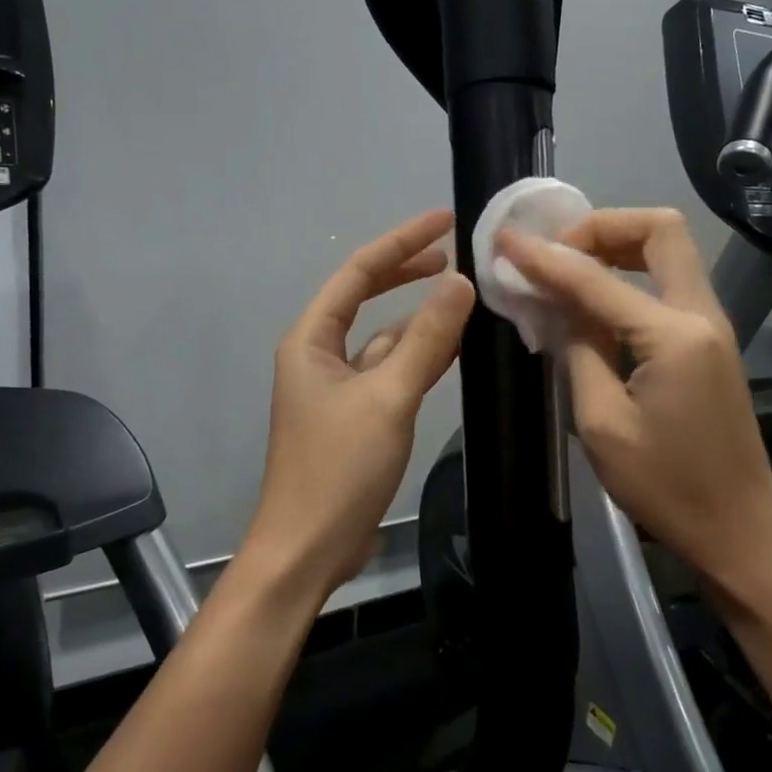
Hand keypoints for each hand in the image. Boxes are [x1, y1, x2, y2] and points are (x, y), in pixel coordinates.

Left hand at [241, 209, 474, 605]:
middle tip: (455, 255)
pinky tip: (452, 349)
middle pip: (365, 297)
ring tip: (463, 297)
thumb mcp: (387, 398)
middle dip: (405, 272)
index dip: (401, 242)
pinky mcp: (354, 416)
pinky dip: (418, 357)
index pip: (358, 272)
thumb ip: (425, 340)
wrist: (308, 549)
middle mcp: (319, 354)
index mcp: (312, 339)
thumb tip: (460, 282)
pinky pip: (389, 371)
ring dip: (417, 318)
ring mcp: (337, 388)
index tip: (444, 222)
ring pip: (382, 337)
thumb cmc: (338, 469)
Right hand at [497, 209, 771, 603]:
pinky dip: (628, 276)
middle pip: (660, 230)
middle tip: (555, 254)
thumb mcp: (602, 425)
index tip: (505, 240)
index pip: (596, 278)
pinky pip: (667, 283)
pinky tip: (592, 303)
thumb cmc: (666, 489)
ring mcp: (711, 326)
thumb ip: (579, 352)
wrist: (737, 531)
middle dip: (601, 227)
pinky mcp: (708, 342)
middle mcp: (701, 315)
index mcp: (674, 336)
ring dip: (615, 247)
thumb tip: (559, 306)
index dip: (545, 256)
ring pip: (668, 251)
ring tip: (566, 272)